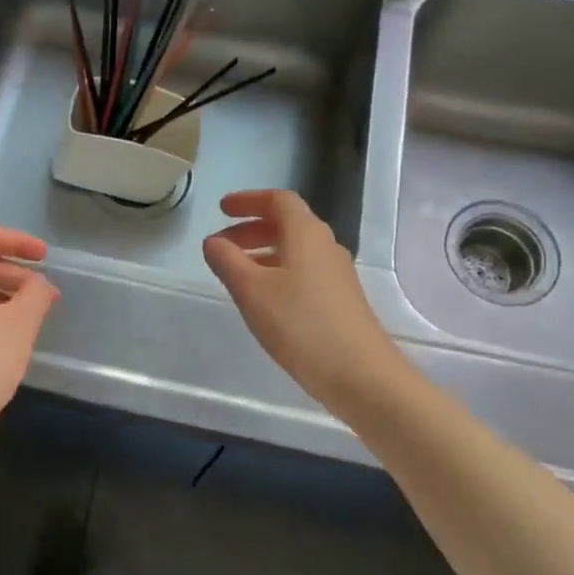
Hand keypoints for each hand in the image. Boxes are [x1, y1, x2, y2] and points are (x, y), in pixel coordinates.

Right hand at [203, 190, 407, 413]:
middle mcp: (325, 246)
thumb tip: (213, 242)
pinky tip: (263, 300)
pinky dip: (277, 272)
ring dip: (262, 253)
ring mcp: (336, 274)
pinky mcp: (340, 299)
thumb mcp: (251, 291)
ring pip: (294, 250)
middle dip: (250, 229)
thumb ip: (227, 261)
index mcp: (306, 234)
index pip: (278, 200)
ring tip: (235, 274)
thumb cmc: (300, 324)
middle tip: (221, 246)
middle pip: (287, 224)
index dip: (248, 200)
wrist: (360, 374)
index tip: (222, 209)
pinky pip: (303, 271)